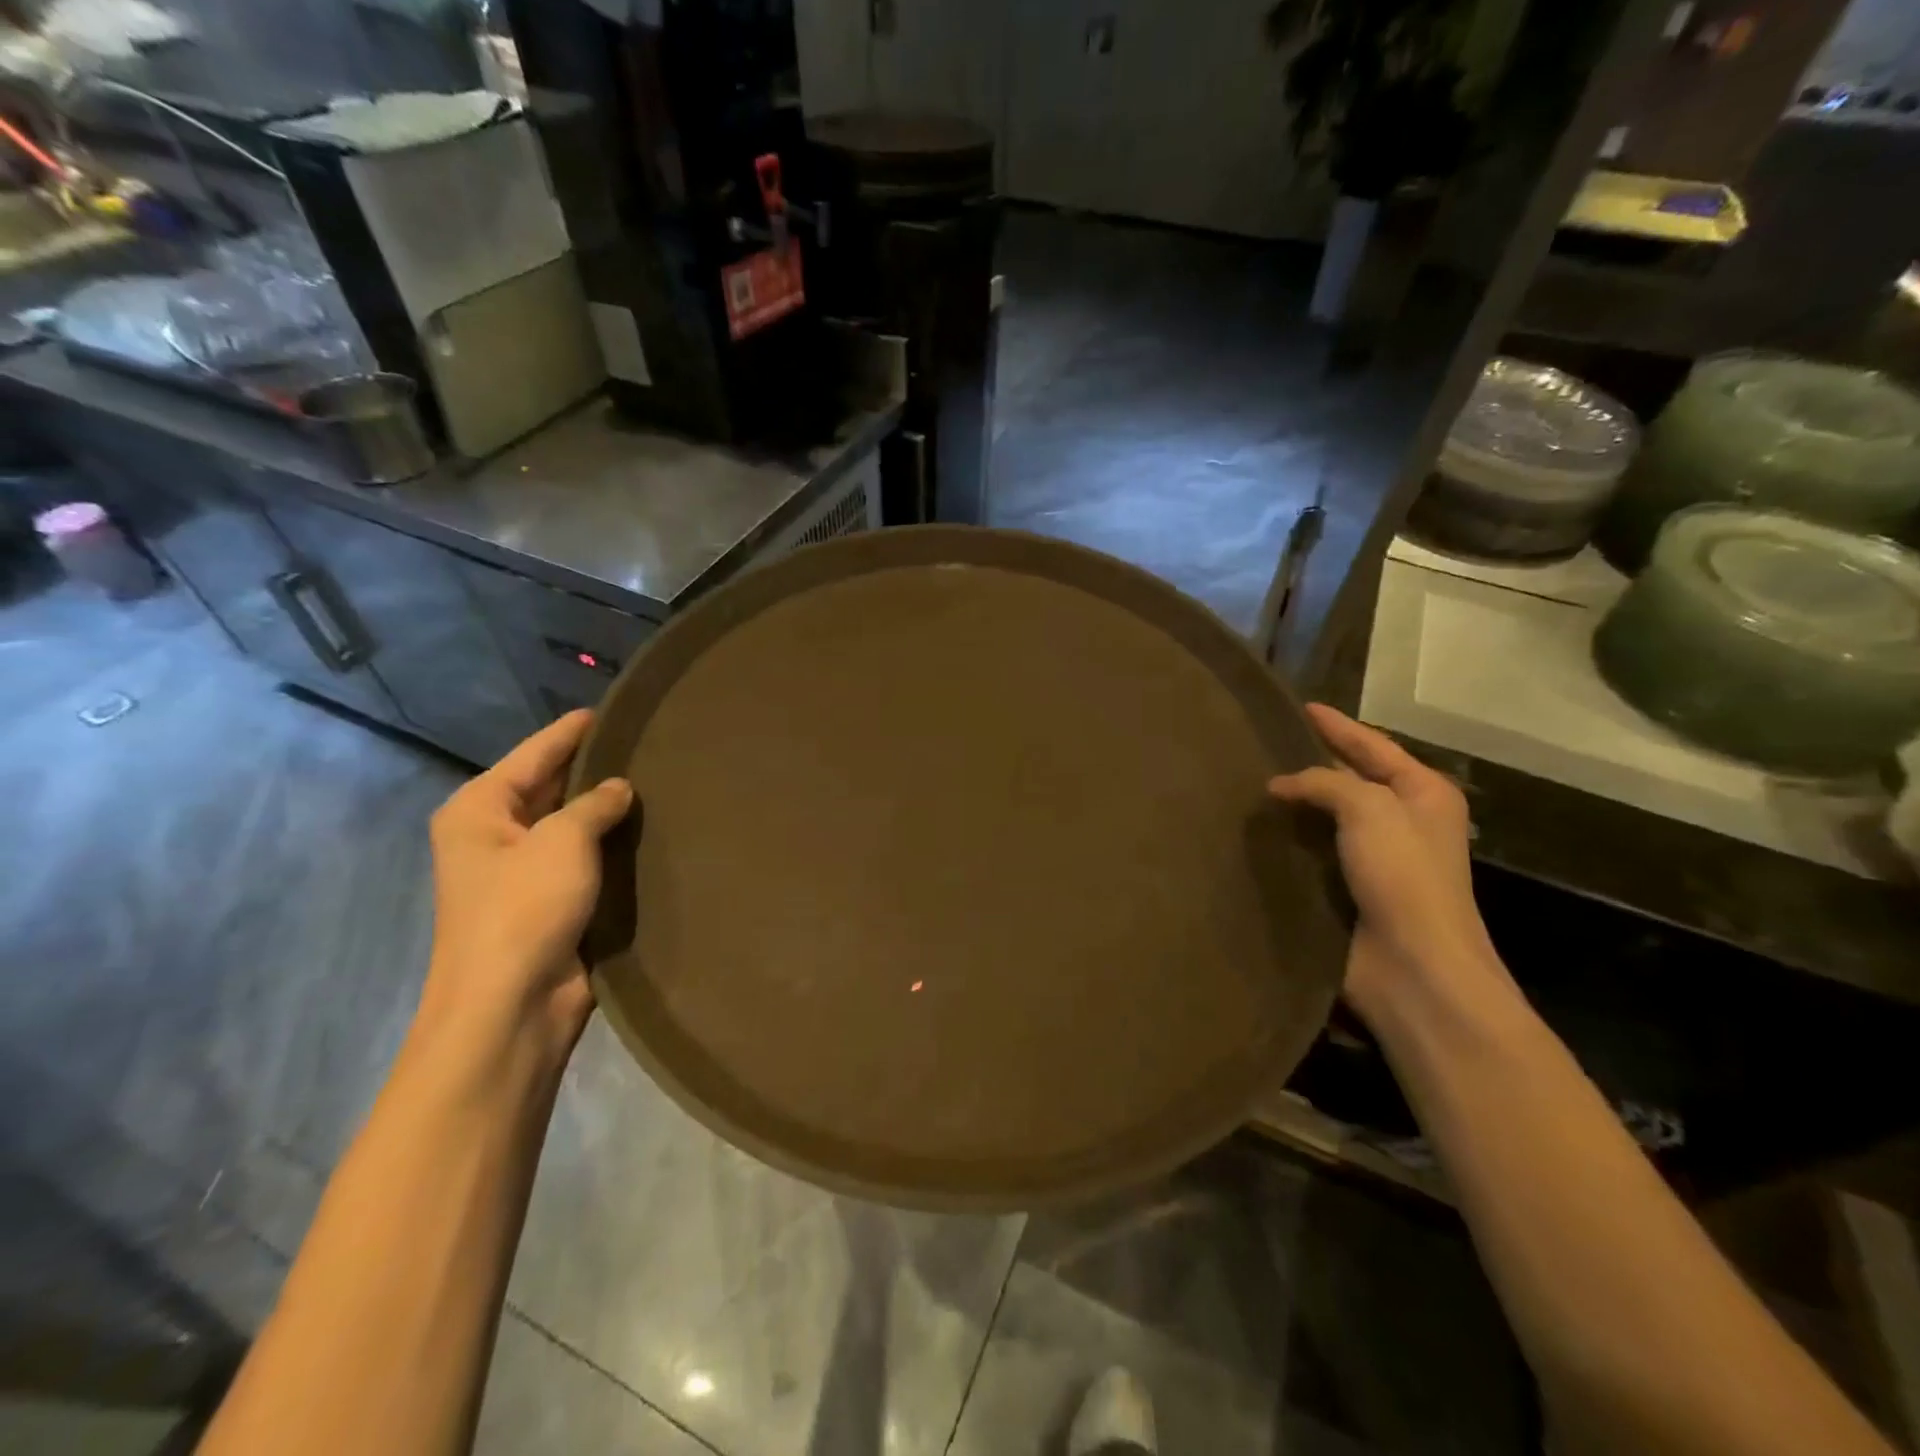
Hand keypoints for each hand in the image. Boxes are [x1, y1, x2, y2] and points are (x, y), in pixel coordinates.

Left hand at [419, 711, 632, 1053]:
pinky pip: (584, 859)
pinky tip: (648, 829)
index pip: (534, 753)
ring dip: (605, 810)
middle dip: (593, 769)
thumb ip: (593, 804)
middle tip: (648, 743)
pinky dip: (610, 846)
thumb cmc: (524, 910)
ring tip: (658, 780)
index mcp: (479, 809)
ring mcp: (521, 871)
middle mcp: (494, 834)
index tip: (613, 708)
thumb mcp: (562, 842)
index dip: (573, 730)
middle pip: (549, 786)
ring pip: (570, 825)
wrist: (511, 1006)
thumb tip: (617, 788)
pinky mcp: (549, 902)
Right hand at [1268, 704, 1516, 1027]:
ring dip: (1296, 805)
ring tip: (1249, 784)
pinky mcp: (1350, 891)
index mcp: (1423, 794)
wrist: (1412, 966)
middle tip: (1265, 744)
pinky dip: (1289, 840)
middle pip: (1351, 779)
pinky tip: (1257, 830)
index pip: (1373, 746)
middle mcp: (1403, 821)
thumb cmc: (1403, 876)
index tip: (1301, 707)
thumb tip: (1279, 785)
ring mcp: (1376, 859)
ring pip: (1328, 818)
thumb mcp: (1369, 809)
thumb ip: (1324, 783)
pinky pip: (1313, 852)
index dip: (1337, 726)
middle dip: (1312, 762)